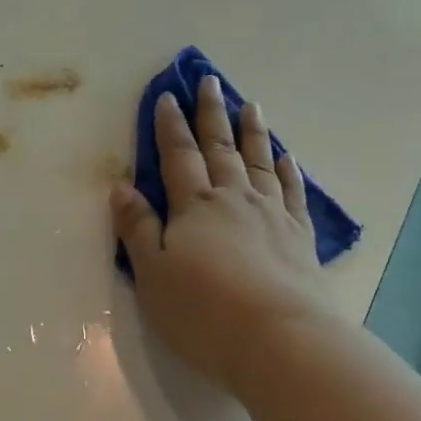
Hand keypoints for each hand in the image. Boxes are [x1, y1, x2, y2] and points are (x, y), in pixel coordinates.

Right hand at [111, 76, 331, 397]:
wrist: (281, 340)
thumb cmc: (205, 312)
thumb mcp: (153, 275)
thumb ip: (138, 229)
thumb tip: (121, 188)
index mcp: (195, 206)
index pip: (178, 155)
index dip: (170, 125)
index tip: (169, 95)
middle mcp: (234, 199)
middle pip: (220, 147)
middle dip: (211, 113)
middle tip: (210, 81)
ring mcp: (271, 214)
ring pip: (260, 161)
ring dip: (252, 132)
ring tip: (250, 104)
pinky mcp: (299, 237)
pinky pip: (293, 193)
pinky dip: (289, 171)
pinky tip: (288, 158)